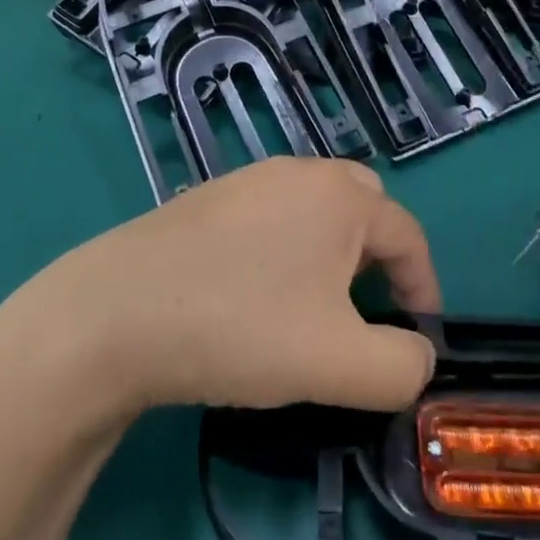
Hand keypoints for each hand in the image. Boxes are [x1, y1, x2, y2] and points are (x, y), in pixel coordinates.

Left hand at [59, 158, 441, 413]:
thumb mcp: (341, 363)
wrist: (115, 313)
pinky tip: (255, 295)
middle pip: (362, 209)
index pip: (408, 236)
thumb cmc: (241, 326)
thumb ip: (402, 366)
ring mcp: (245, 181)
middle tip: (365, 312)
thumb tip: (416, 353)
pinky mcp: (206, 200)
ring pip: (312, 212)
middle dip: (378, 259)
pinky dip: (284, 251)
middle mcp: (296, 172)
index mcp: (338, 196)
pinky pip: (269, 218)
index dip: (423, 289)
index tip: (417, 339)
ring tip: (312, 310)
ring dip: (329, 255)